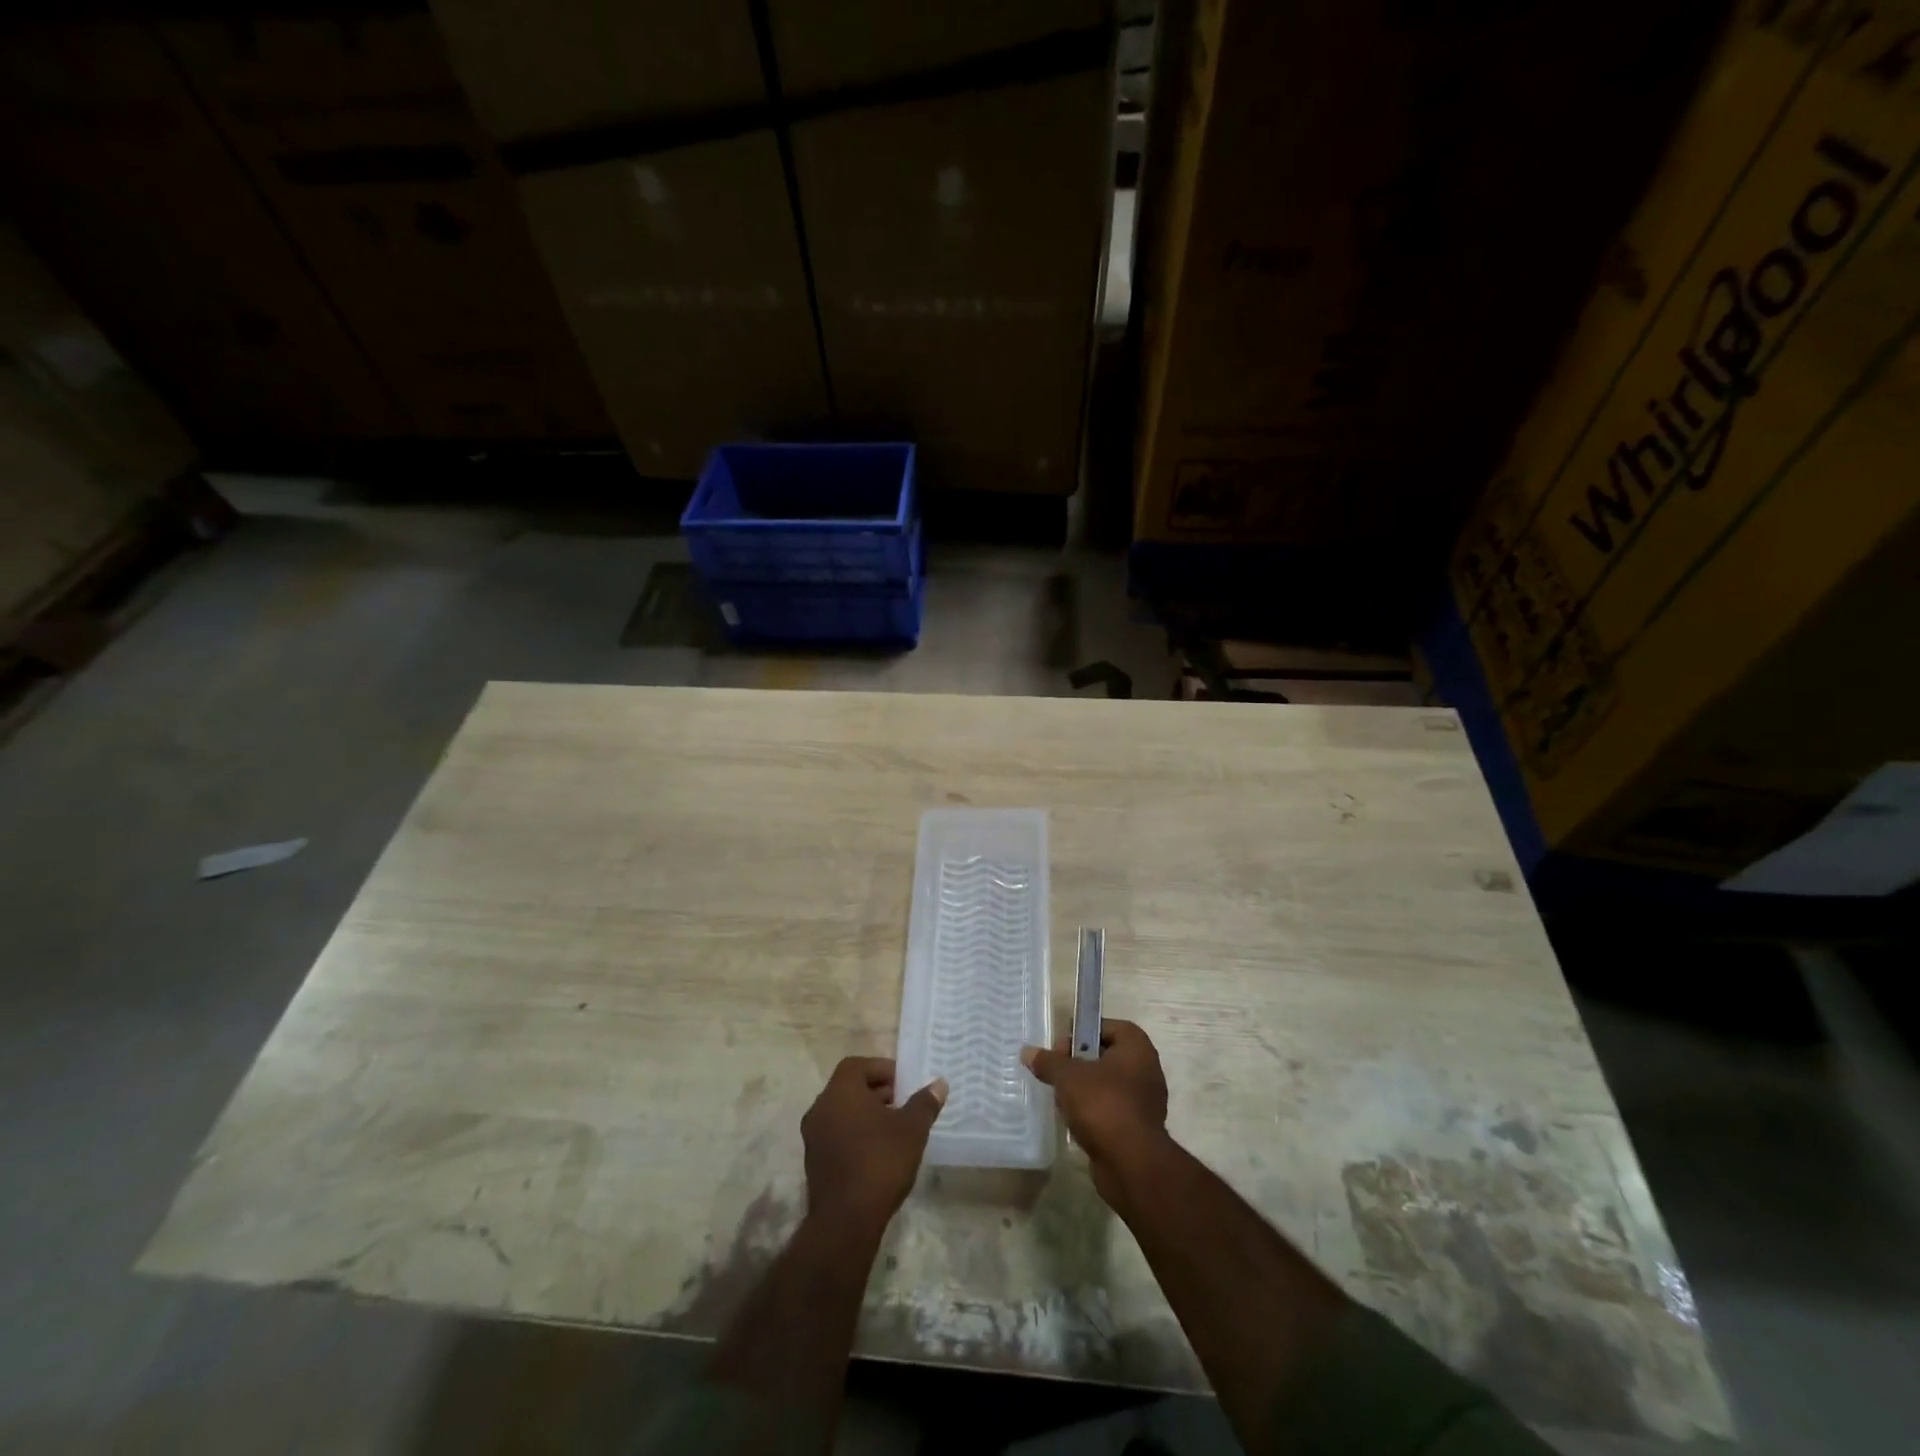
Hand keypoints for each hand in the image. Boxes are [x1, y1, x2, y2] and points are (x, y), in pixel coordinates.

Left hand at [801, 1058, 946, 1237]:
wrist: (845, 1221)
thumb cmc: (880, 1163)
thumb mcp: (911, 1130)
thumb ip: (924, 1103)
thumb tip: (939, 1083)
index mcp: (840, 1092)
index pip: (857, 1065)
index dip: (881, 1069)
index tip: (903, 1084)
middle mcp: (821, 1108)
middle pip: (849, 1087)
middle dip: (877, 1092)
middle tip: (902, 1105)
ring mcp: (813, 1136)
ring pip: (842, 1112)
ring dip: (866, 1114)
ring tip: (893, 1129)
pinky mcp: (814, 1162)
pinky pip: (836, 1134)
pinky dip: (855, 1134)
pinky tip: (877, 1153)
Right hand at [1022, 1019, 1168, 1206]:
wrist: (1131, 1164)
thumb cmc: (1103, 1105)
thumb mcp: (1068, 1077)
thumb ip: (1048, 1062)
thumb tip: (1027, 1052)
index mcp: (1137, 1049)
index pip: (1110, 1026)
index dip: (1084, 1031)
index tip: (1062, 1045)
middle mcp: (1146, 1070)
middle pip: (1107, 1056)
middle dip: (1080, 1063)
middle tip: (1057, 1071)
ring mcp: (1145, 1102)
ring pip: (1108, 1085)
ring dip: (1084, 1089)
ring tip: (1061, 1098)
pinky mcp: (1138, 1129)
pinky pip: (1112, 1110)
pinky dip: (1094, 1112)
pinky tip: (1073, 1121)